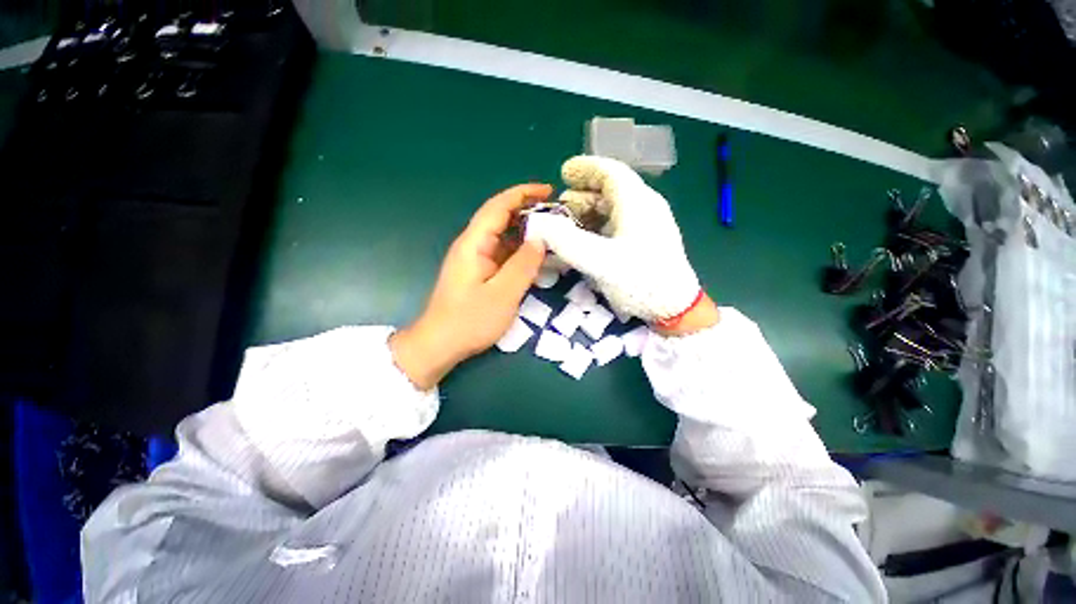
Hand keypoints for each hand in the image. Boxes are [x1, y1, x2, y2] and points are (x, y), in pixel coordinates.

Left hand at [391, 184, 551, 389]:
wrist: (440, 344)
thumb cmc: (469, 321)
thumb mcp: (503, 294)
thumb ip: (523, 266)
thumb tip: (540, 241)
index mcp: (474, 244)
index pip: (498, 207)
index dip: (523, 194)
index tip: (549, 191)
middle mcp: (473, 245)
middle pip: (501, 218)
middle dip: (528, 211)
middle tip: (556, 215)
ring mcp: (476, 259)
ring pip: (503, 237)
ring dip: (526, 232)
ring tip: (552, 233)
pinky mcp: (479, 272)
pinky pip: (502, 253)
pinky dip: (520, 250)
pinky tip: (536, 256)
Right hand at [525, 156, 708, 328]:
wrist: (676, 309)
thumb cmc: (640, 282)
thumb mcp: (600, 262)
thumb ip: (567, 241)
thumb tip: (538, 223)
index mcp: (638, 203)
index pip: (611, 172)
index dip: (586, 168)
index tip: (564, 172)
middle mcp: (645, 208)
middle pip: (610, 190)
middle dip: (582, 195)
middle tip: (559, 206)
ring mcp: (647, 225)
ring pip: (613, 208)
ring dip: (588, 212)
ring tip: (567, 225)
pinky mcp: (645, 242)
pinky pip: (617, 225)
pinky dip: (598, 228)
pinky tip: (586, 241)